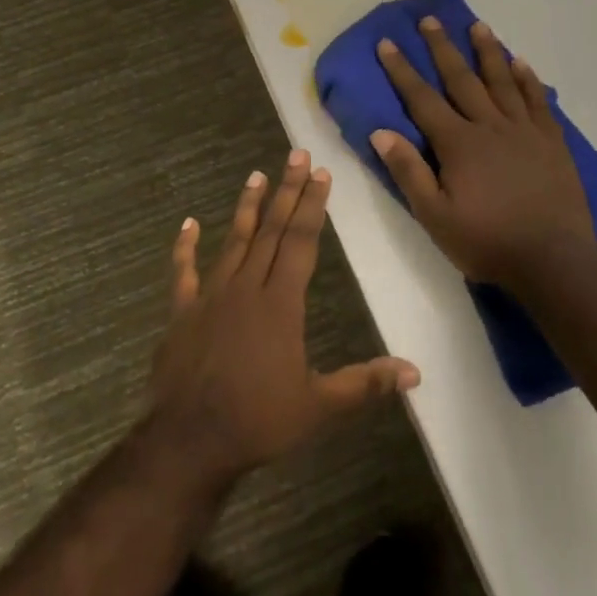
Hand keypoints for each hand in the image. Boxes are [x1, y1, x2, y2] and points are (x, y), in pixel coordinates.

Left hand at [146, 151, 420, 484]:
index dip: (312, 205)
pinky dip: (184, 247)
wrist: (189, 441)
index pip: (301, 241)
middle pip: (272, 230)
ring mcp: (210, 296)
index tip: (320, 173)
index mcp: (280, 303)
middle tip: (296, 154)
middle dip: (287, 191)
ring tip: (256, 175)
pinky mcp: (182, 312)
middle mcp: (247, 287)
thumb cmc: (258, 421)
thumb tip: (414, 373)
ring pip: (233, 241)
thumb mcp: (319, 407)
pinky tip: (188, 224)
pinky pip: (183, 273)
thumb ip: (365, 384)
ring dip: (246, 208)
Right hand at [371, 18, 595, 287]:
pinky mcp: (552, 141)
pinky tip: (521, 62)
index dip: (402, 70)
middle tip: (430, 19)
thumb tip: (380, 132)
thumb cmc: (488, 241)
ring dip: (487, 52)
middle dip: (442, 48)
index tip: (388, 43)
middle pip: (462, 79)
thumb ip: (409, 172)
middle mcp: (490, 126)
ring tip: (478, 25)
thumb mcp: (435, 216)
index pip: (422, 99)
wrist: (554, 260)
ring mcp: (525, 130)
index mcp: (458, 143)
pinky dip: (528, 79)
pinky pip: (538, 100)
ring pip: (502, 81)